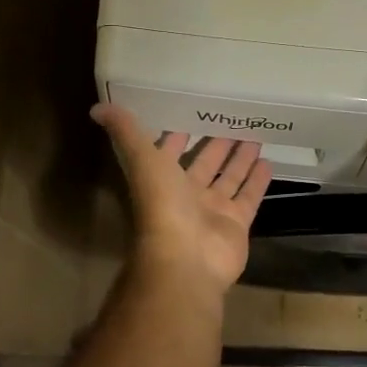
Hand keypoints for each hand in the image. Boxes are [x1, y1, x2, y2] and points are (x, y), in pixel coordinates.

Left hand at [91, 104, 271, 291]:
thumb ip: (126, 132)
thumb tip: (98, 108)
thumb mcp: (143, 161)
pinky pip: (249, 197)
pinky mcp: (236, 223)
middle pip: (204, 165)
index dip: (177, 136)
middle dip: (216, 145)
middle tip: (232, 121)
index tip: (191, 115)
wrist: (185, 259)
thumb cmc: (162, 207)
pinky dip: (258, 182)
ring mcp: (213, 211)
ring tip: (254, 137)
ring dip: (239, 160)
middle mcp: (187, 195)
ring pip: (229, 179)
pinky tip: (268, 161)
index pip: (169, 153)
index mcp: (162, 180)